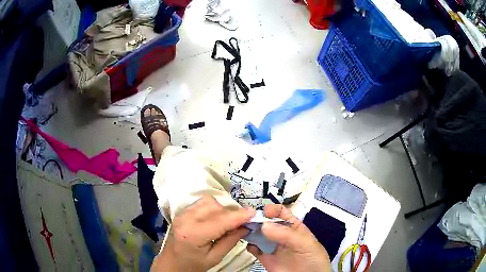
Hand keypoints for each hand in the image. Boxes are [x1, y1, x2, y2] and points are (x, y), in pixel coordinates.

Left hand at [151, 196, 254, 271]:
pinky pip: (202, 202)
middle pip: (215, 207)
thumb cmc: (193, 264)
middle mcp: (186, 219)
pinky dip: (213, 207)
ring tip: (228, 222)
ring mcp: (182, 213)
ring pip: (209, 201)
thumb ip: (231, 240)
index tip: (254, 214)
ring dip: (222, 209)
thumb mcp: (215, 257)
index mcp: (193, 234)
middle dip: (232, 213)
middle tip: (242, 223)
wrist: (171, 263)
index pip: (221, 220)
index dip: (239, 216)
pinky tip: (216, 218)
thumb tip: (246, 227)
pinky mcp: (182, 211)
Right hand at [247, 204, 330, 271]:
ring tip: (244, 230)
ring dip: (251, 231)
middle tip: (247, 220)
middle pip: (267, 223)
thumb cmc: (313, 258)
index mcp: (294, 227)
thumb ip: (286, 234)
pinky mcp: (266, 259)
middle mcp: (282, 235)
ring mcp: (273, 247)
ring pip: (259, 235)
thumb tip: (264, 225)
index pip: (282, 213)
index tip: (263, 212)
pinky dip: (250, 246)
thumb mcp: (305, 243)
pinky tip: (249, 245)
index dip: (273, 210)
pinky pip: (255, 250)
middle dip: (258, 219)